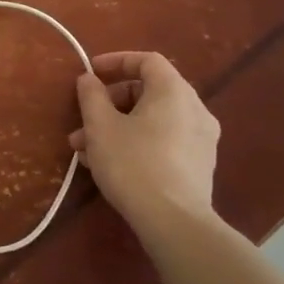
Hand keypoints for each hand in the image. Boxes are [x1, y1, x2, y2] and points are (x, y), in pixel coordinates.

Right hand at [71, 51, 220, 236]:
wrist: (175, 223)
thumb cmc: (133, 163)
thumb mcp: (100, 126)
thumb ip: (91, 95)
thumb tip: (88, 79)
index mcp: (174, 92)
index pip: (147, 60)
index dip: (116, 61)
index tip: (90, 73)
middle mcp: (195, 109)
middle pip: (148, 91)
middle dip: (110, 103)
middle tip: (83, 120)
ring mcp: (201, 139)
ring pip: (153, 120)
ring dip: (117, 126)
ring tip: (85, 150)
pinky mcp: (199, 166)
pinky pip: (164, 140)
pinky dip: (137, 141)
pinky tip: (109, 165)